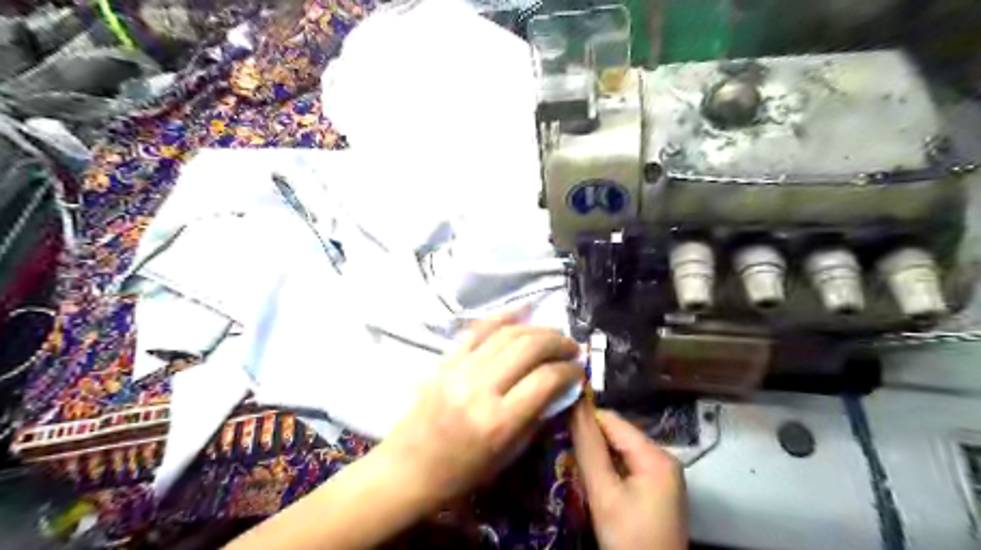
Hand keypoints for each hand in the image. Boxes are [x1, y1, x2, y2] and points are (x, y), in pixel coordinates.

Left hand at [378, 316, 579, 508]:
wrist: (408, 468)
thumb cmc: (461, 473)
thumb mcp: (508, 455)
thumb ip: (538, 417)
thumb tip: (561, 387)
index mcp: (499, 422)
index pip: (546, 379)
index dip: (570, 370)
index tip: (579, 370)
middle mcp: (480, 388)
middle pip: (529, 347)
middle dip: (558, 342)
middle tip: (572, 348)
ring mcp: (460, 369)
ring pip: (507, 333)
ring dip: (537, 329)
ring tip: (553, 335)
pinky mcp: (446, 360)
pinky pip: (478, 329)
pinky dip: (503, 318)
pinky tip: (522, 314)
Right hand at [572, 400, 683, 549]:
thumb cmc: (629, 540)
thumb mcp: (604, 494)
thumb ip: (589, 449)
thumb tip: (574, 404)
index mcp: (656, 455)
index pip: (612, 420)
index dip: (583, 420)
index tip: (555, 425)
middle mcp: (663, 458)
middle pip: (617, 435)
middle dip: (589, 441)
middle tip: (560, 448)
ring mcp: (662, 476)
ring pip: (620, 452)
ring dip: (596, 456)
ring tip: (570, 462)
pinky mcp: (656, 491)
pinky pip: (626, 468)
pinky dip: (608, 470)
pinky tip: (590, 480)